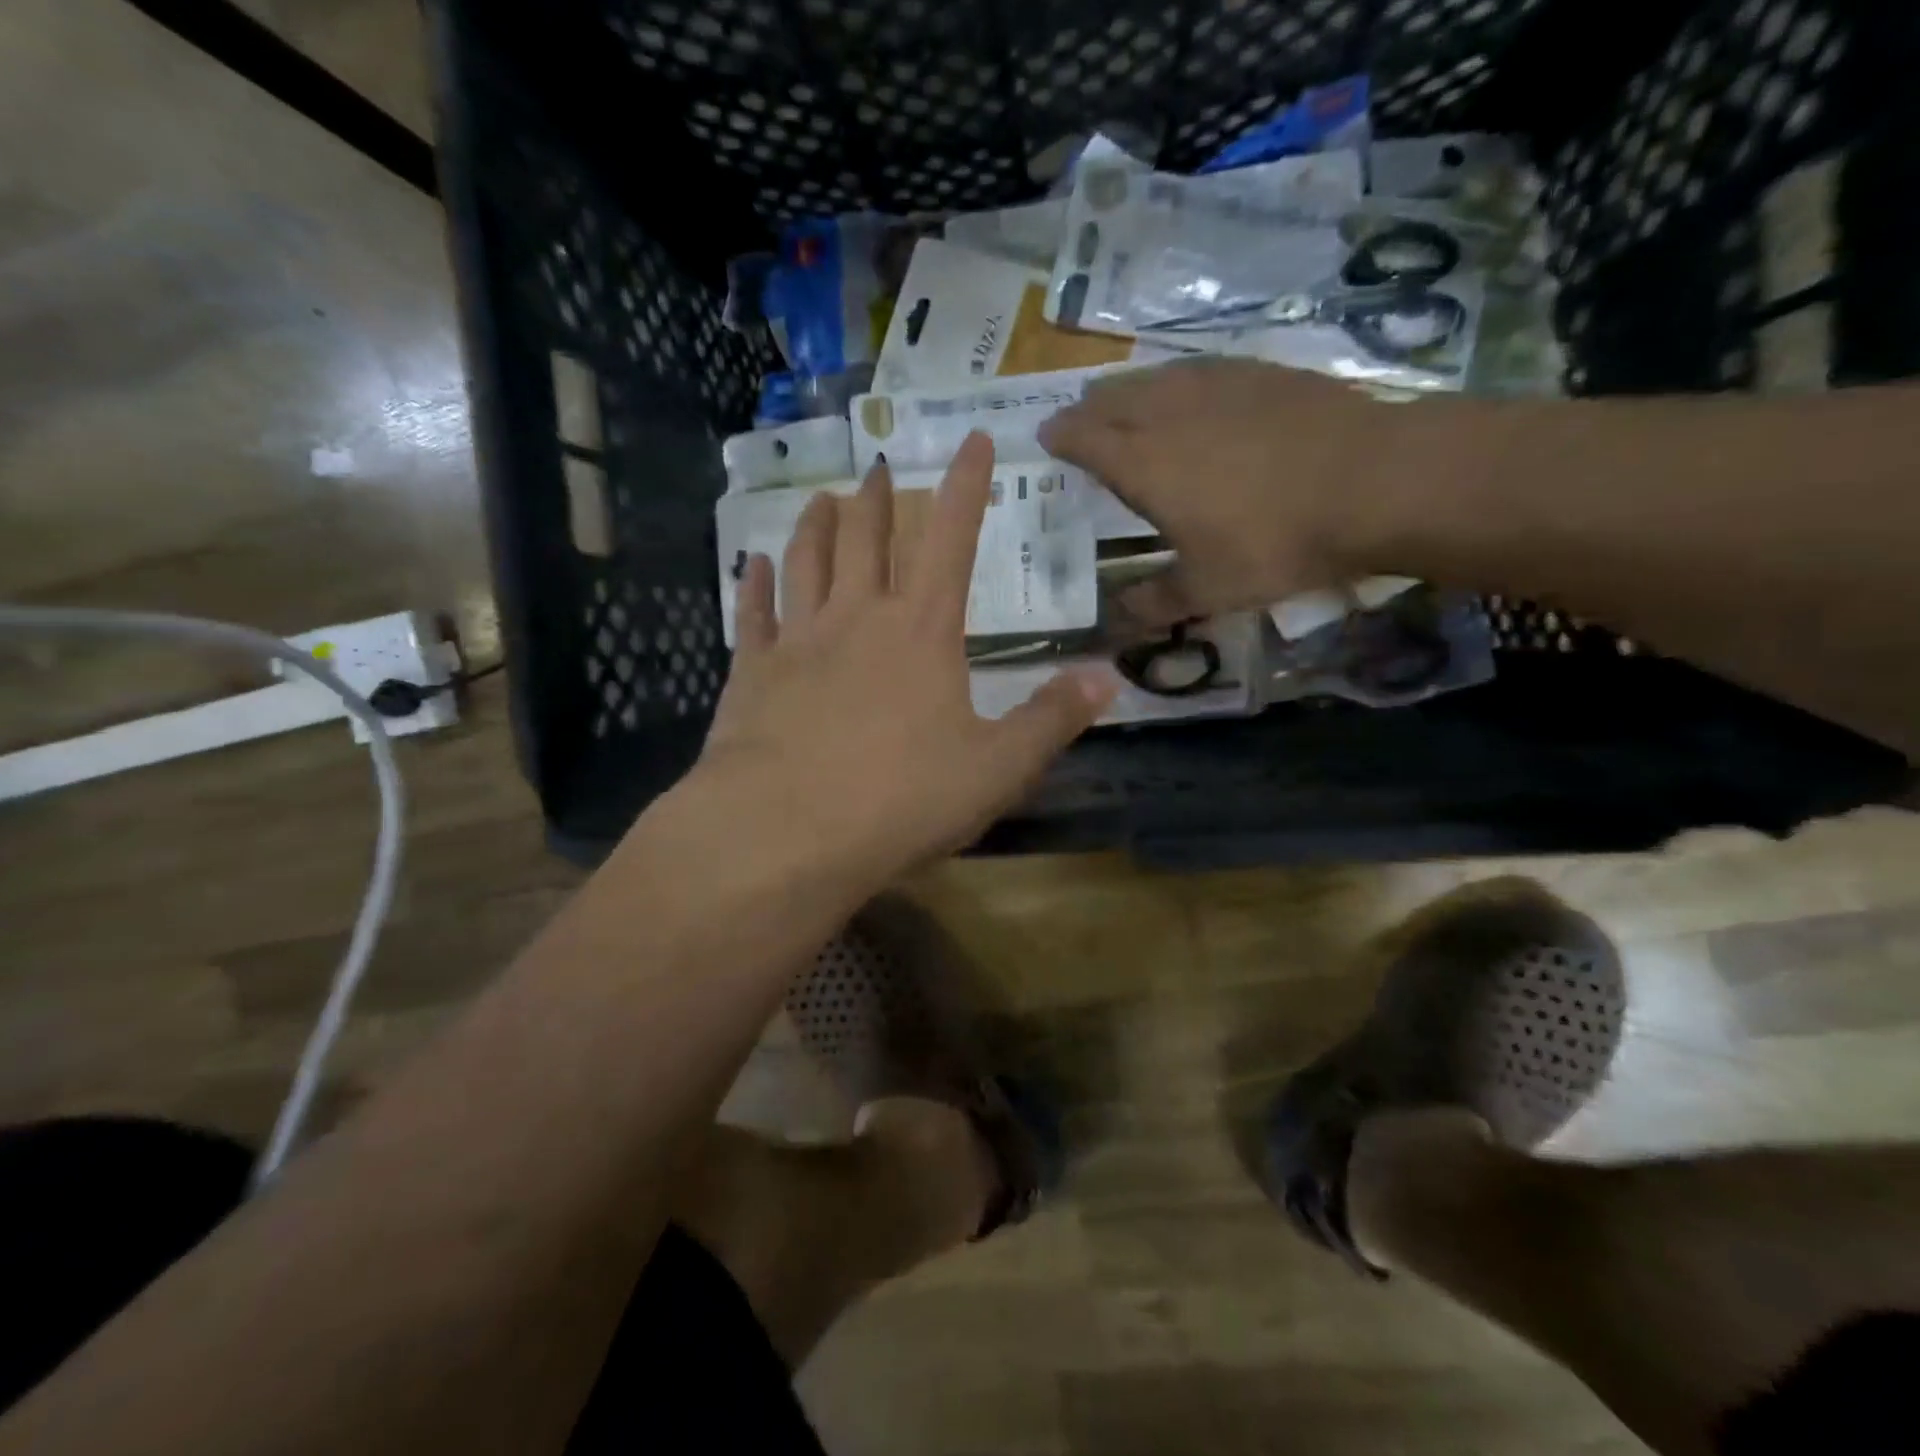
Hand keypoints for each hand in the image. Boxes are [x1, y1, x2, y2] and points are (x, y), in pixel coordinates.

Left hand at [697, 432, 1115, 886]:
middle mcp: (858, 618)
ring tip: (823, 500)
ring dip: (817, 526)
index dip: (967, 486)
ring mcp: (798, 641)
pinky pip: (753, 614)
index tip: (973, 439)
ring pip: (807, 562)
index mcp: (923, 631)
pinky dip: (756, 584)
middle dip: (879, 499)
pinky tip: (754, 564)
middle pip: (869, 539)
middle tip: (879, 468)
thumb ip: (1052, 719)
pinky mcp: (751, 673)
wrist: (786, 831)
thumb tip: (1109, 677)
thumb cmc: (902, 799)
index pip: (952, 539)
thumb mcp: (997, 768)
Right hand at [1039, 358, 1426, 626]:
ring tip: (1123, 404)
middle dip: (1087, 409)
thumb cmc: (1274, 542)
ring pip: (1153, 378)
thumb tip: (1118, 619)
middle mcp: (1168, 412)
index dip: (1061, 438)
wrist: (1374, 482)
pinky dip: (1175, 381)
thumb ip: (1156, 602)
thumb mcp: (1208, 589)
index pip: (1083, 438)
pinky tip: (1189, 392)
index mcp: (1142, 462)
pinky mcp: (1260, 373)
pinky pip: (1197, 369)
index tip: (1047, 439)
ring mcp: (1216, 384)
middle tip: (1079, 423)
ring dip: (1128, 391)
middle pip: (1111, 398)